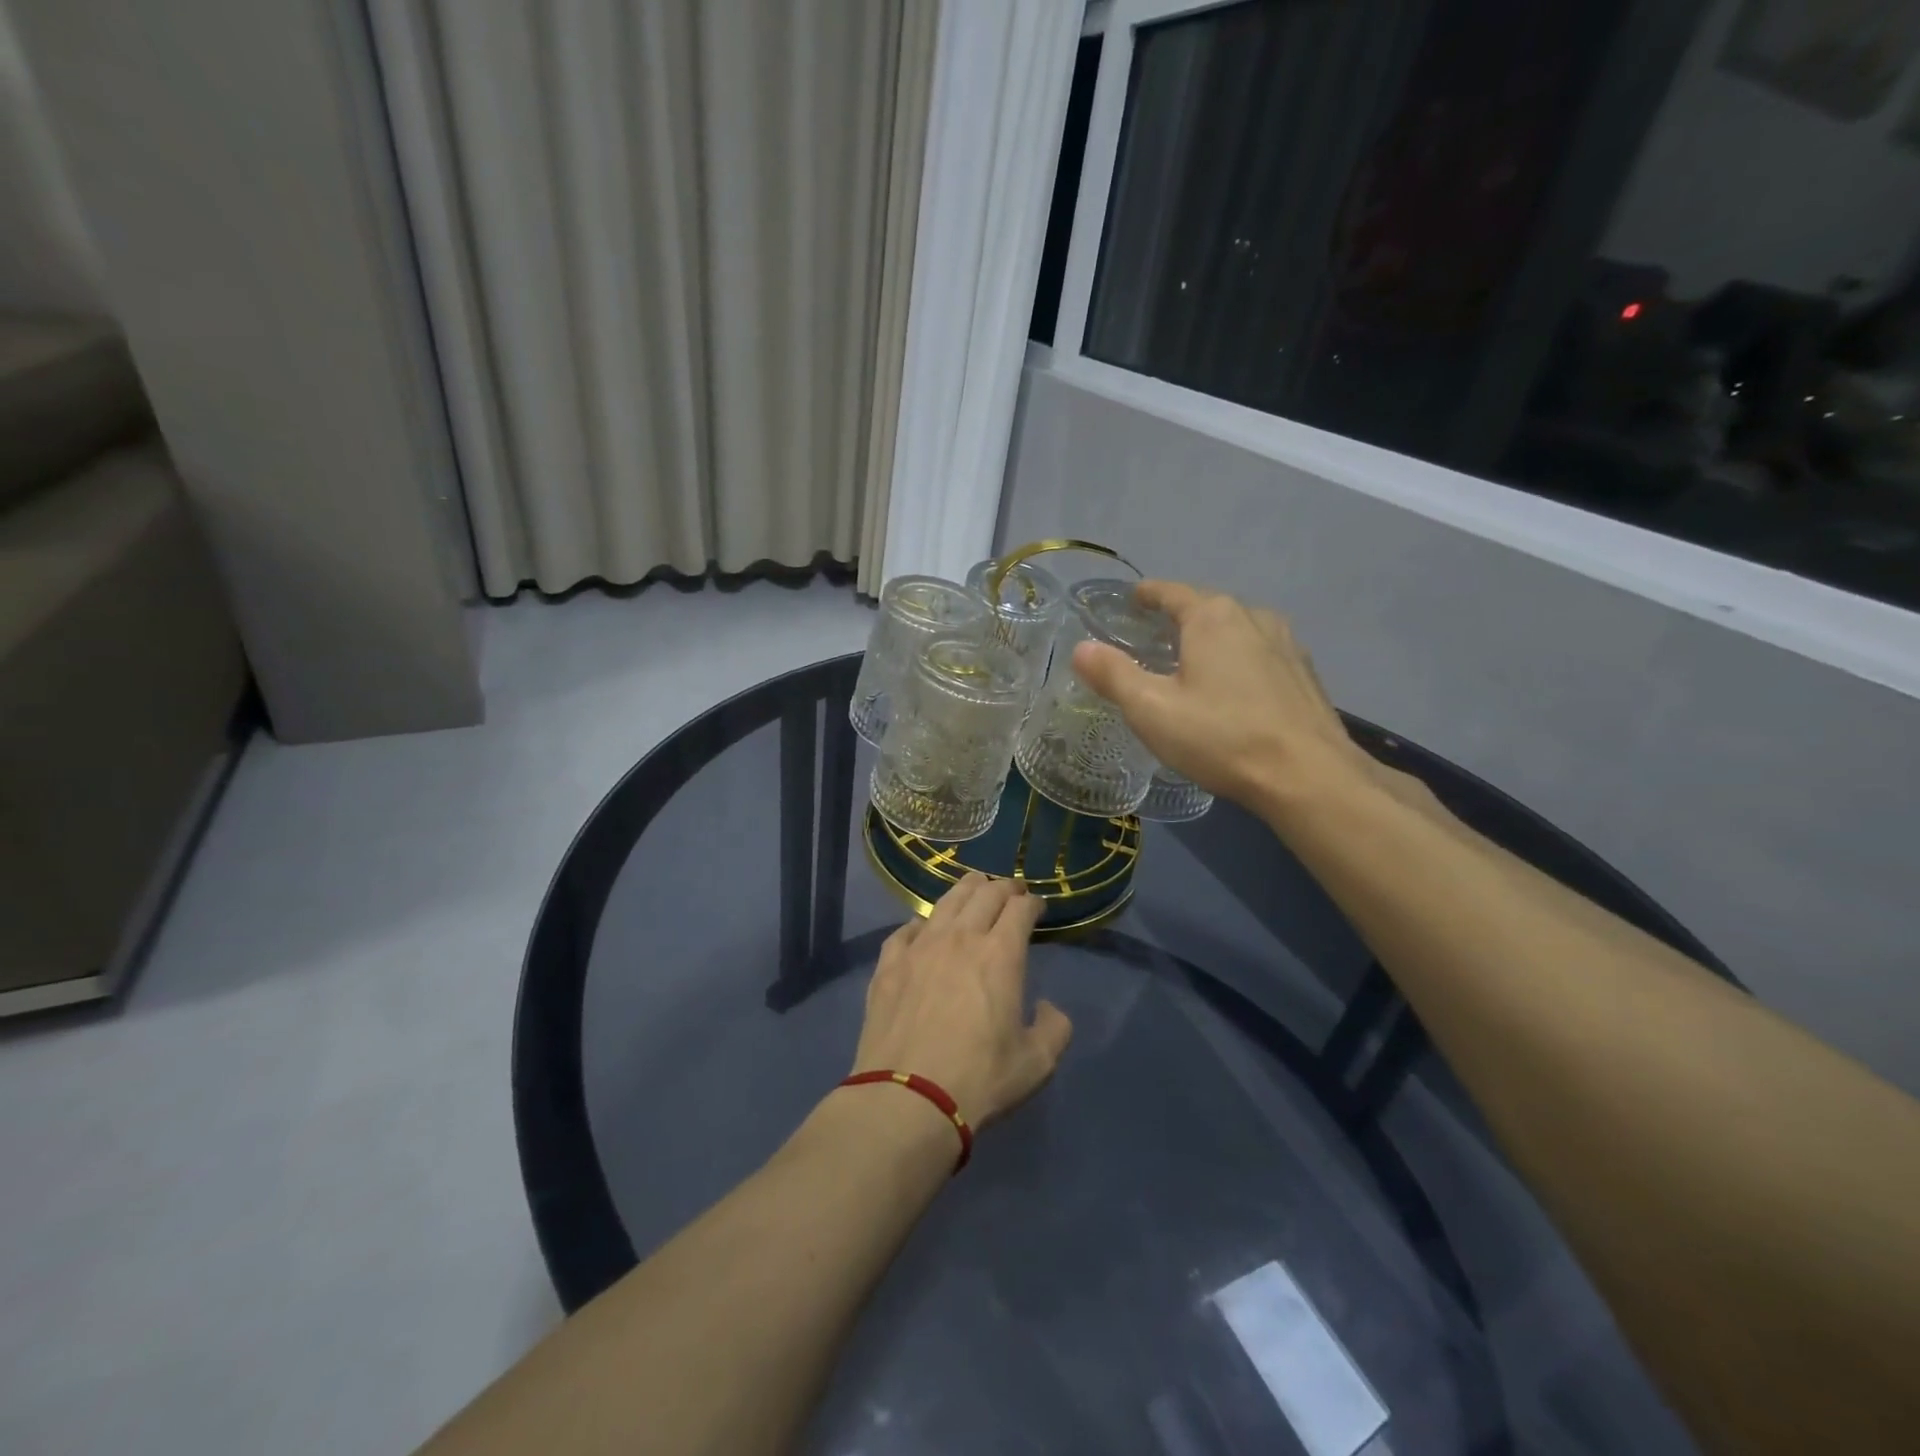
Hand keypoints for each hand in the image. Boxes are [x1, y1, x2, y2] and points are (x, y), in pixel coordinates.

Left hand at [851, 874, 1071, 1129]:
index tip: (1037, 907)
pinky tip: (923, 928)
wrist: (907, 1099)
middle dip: (1003, 888)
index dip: (1032, 902)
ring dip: (965, 890)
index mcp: (1000, 954)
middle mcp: (960, 938)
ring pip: (945, 902)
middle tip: (1011, 892)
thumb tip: (1046, 1007)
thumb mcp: (1036, 1063)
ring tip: (973, 888)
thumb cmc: (979, 1079)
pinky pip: (905, 930)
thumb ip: (1054, 1028)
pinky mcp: (888, 965)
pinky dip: (921, 923)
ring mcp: (919, 947)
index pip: (1020, 909)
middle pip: (984, 894)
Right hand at [1071, 580, 1373, 818]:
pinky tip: (1233, 689)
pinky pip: (1260, 654)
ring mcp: (1286, 644)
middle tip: (1153, 638)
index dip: (1147, 594)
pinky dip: (1238, 660)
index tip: (1132, 600)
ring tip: (1192, 662)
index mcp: (1212, 617)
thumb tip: (1081, 648)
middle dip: (1178, 618)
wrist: (1307, 776)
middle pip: (1206, 608)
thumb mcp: (1151, 709)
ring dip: (1212, 639)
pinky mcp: (1304, 674)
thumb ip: (1113, 675)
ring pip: (1237, 630)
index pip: (1171, 592)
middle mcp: (1252, 617)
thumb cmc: (1220, 736)